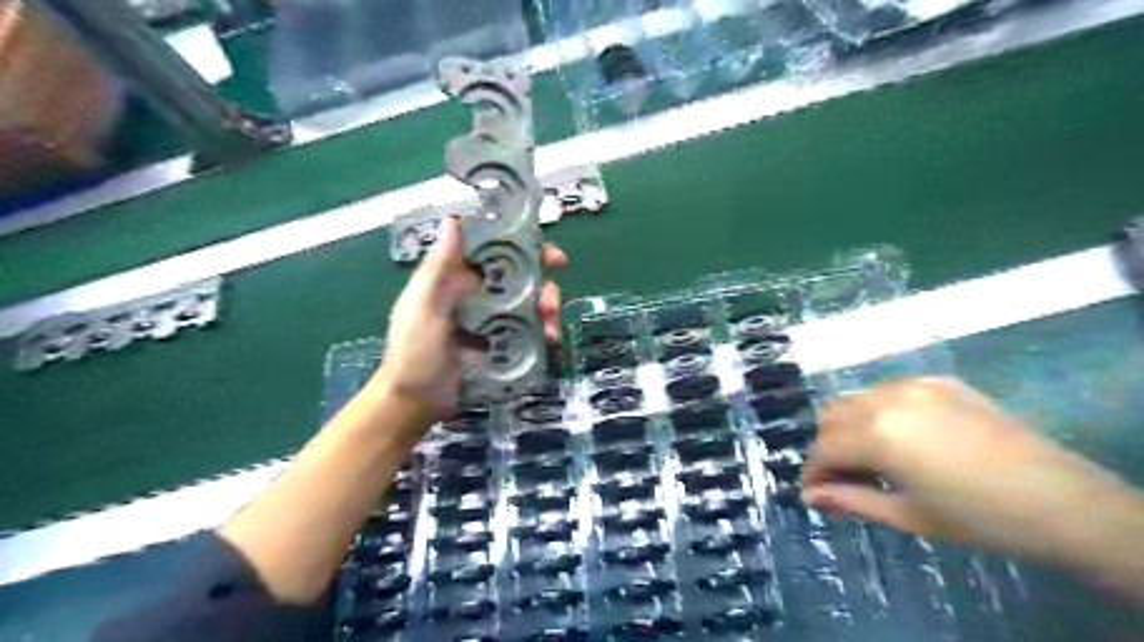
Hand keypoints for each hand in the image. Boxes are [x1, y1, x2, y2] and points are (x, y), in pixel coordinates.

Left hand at [372, 218, 566, 424]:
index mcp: (457, 278)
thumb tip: (453, 221)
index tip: (547, 253)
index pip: (494, 251)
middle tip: (552, 299)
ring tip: (551, 326)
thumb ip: (438, 267)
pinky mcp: (503, 343)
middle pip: (520, 277)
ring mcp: (493, 319)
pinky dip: (543, 330)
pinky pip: (529, 329)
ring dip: (547, 308)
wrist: (416, 400)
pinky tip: (549, 339)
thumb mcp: (422, 305)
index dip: (522, 245)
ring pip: (529, 303)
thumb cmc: (414, 349)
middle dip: (543, 283)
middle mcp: (478, 294)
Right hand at [798, 380, 1138, 563]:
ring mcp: (913, 385)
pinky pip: (888, 389)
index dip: (813, 472)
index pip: (822, 448)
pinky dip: (879, 409)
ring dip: (849, 425)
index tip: (816, 492)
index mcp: (877, 436)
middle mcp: (886, 399)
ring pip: (855, 397)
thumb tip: (809, 496)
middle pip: (830, 415)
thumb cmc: (979, 518)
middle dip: (827, 445)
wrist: (1063, 501)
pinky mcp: (939, 381)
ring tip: (872, 455)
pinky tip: (902, 435)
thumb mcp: (908, 516)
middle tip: (845, 476)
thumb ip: (850, 501)